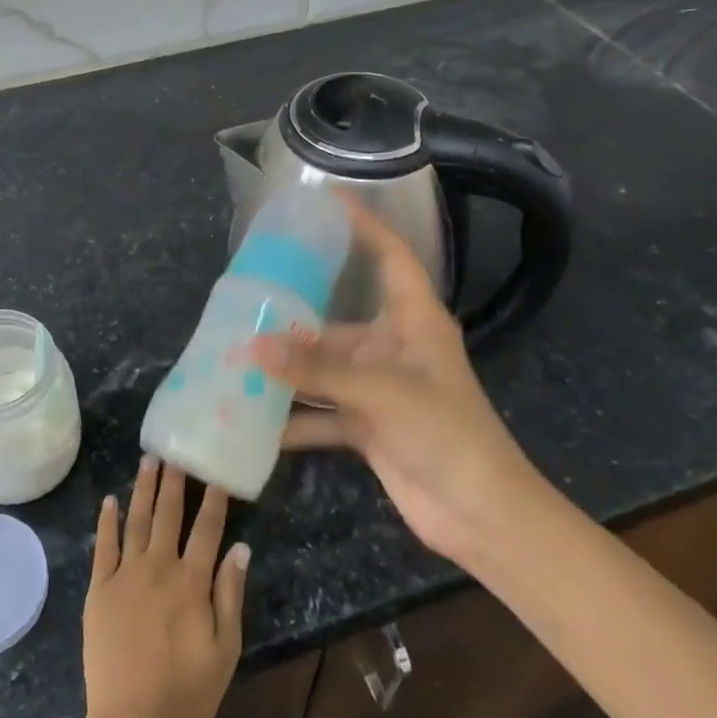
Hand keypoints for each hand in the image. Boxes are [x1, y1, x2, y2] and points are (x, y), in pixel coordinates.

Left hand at [81, 458, 248, 717]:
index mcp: (192, 583)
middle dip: (174, 481)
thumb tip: (240, 548)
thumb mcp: (225, 650)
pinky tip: (110, 500)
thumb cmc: (186, 693)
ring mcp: (125, 576)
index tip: (215, 473)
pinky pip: (104, 547)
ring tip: (147, 460)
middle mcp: (158, 568)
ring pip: (136, 521)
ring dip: (143, 489)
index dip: (213, 500)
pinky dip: (107, 521)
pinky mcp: (99, 590)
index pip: (206, 529)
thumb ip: (230, 595)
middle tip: (175, 451)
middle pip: (168, 515)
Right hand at [251, 199, 543, 567]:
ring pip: (323, 370)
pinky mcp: (368, 426)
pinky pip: (322, 414)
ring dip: (287, 372)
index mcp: (414, 322)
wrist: (480, 514)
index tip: (328, 203)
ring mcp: (379, 389)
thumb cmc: (446, 433)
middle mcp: (393, 348)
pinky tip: (254, 421)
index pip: (391, 257)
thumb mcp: (382, 392)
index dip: (365, 227)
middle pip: (337, 322)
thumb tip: (252, 348)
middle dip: (294, 320)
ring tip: (236, 361)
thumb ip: (317, 370)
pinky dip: (293, 419)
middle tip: (246, 304)